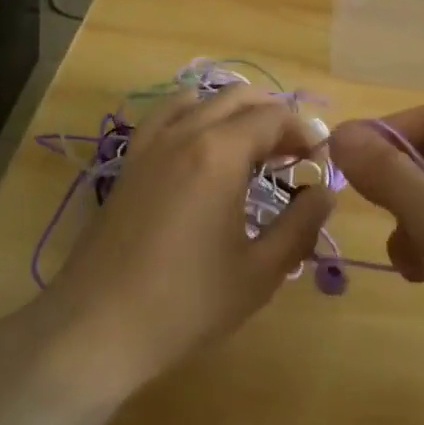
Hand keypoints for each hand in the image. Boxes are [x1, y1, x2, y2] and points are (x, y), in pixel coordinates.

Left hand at [38, 84, 333, 396]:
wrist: (98, 327)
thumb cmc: (186, 303)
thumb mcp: (260, 272)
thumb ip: (300, 225)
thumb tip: (325, 191)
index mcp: (220, 153)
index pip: (274, 117)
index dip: (305, 133)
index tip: (320, 162)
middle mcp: (185, 133)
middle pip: (239, 97)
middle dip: (274, 115)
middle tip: (295, 153)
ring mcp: (151, 143)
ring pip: (201, 98)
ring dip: (235, 110)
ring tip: (254, 145)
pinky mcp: (130, 161)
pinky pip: (166, 115)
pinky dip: (194, 113)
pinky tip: (202, 143)